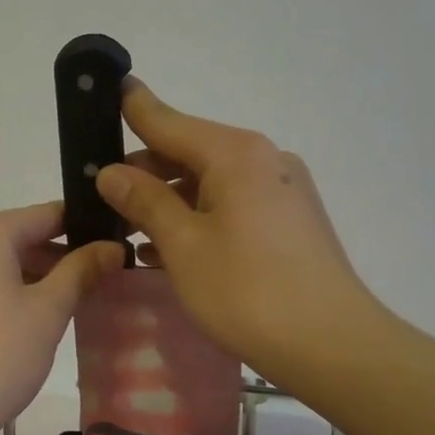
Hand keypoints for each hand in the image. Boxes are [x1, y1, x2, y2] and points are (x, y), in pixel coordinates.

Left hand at [0, 203, 124, 434]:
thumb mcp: (47, 313)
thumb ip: (81, 272)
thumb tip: (111, 247)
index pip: (47, 215)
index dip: (86, 229)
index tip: (118, 245)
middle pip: (19, 239)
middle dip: (60, 260)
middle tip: (103, 284)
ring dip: (33, 280)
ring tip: (72, 307)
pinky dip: (3, 296)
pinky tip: (28, 325)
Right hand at [96, 79, 382, 384]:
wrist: (332, 346)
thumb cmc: (247, 290)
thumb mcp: (183, 244)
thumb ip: (144, 201)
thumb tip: (111, 172)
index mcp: (235, 154)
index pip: (169, 121)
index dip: (134, 108)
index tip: (110, 88)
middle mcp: (264, 160)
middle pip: (189, 152)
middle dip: (145, 171)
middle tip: (102, 195)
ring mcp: (282, 191)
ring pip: (210, 184)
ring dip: (169, 202)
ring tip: (128, 229)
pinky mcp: (291, 223)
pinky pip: (232, 207)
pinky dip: (198, 220)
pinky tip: (168, 251)